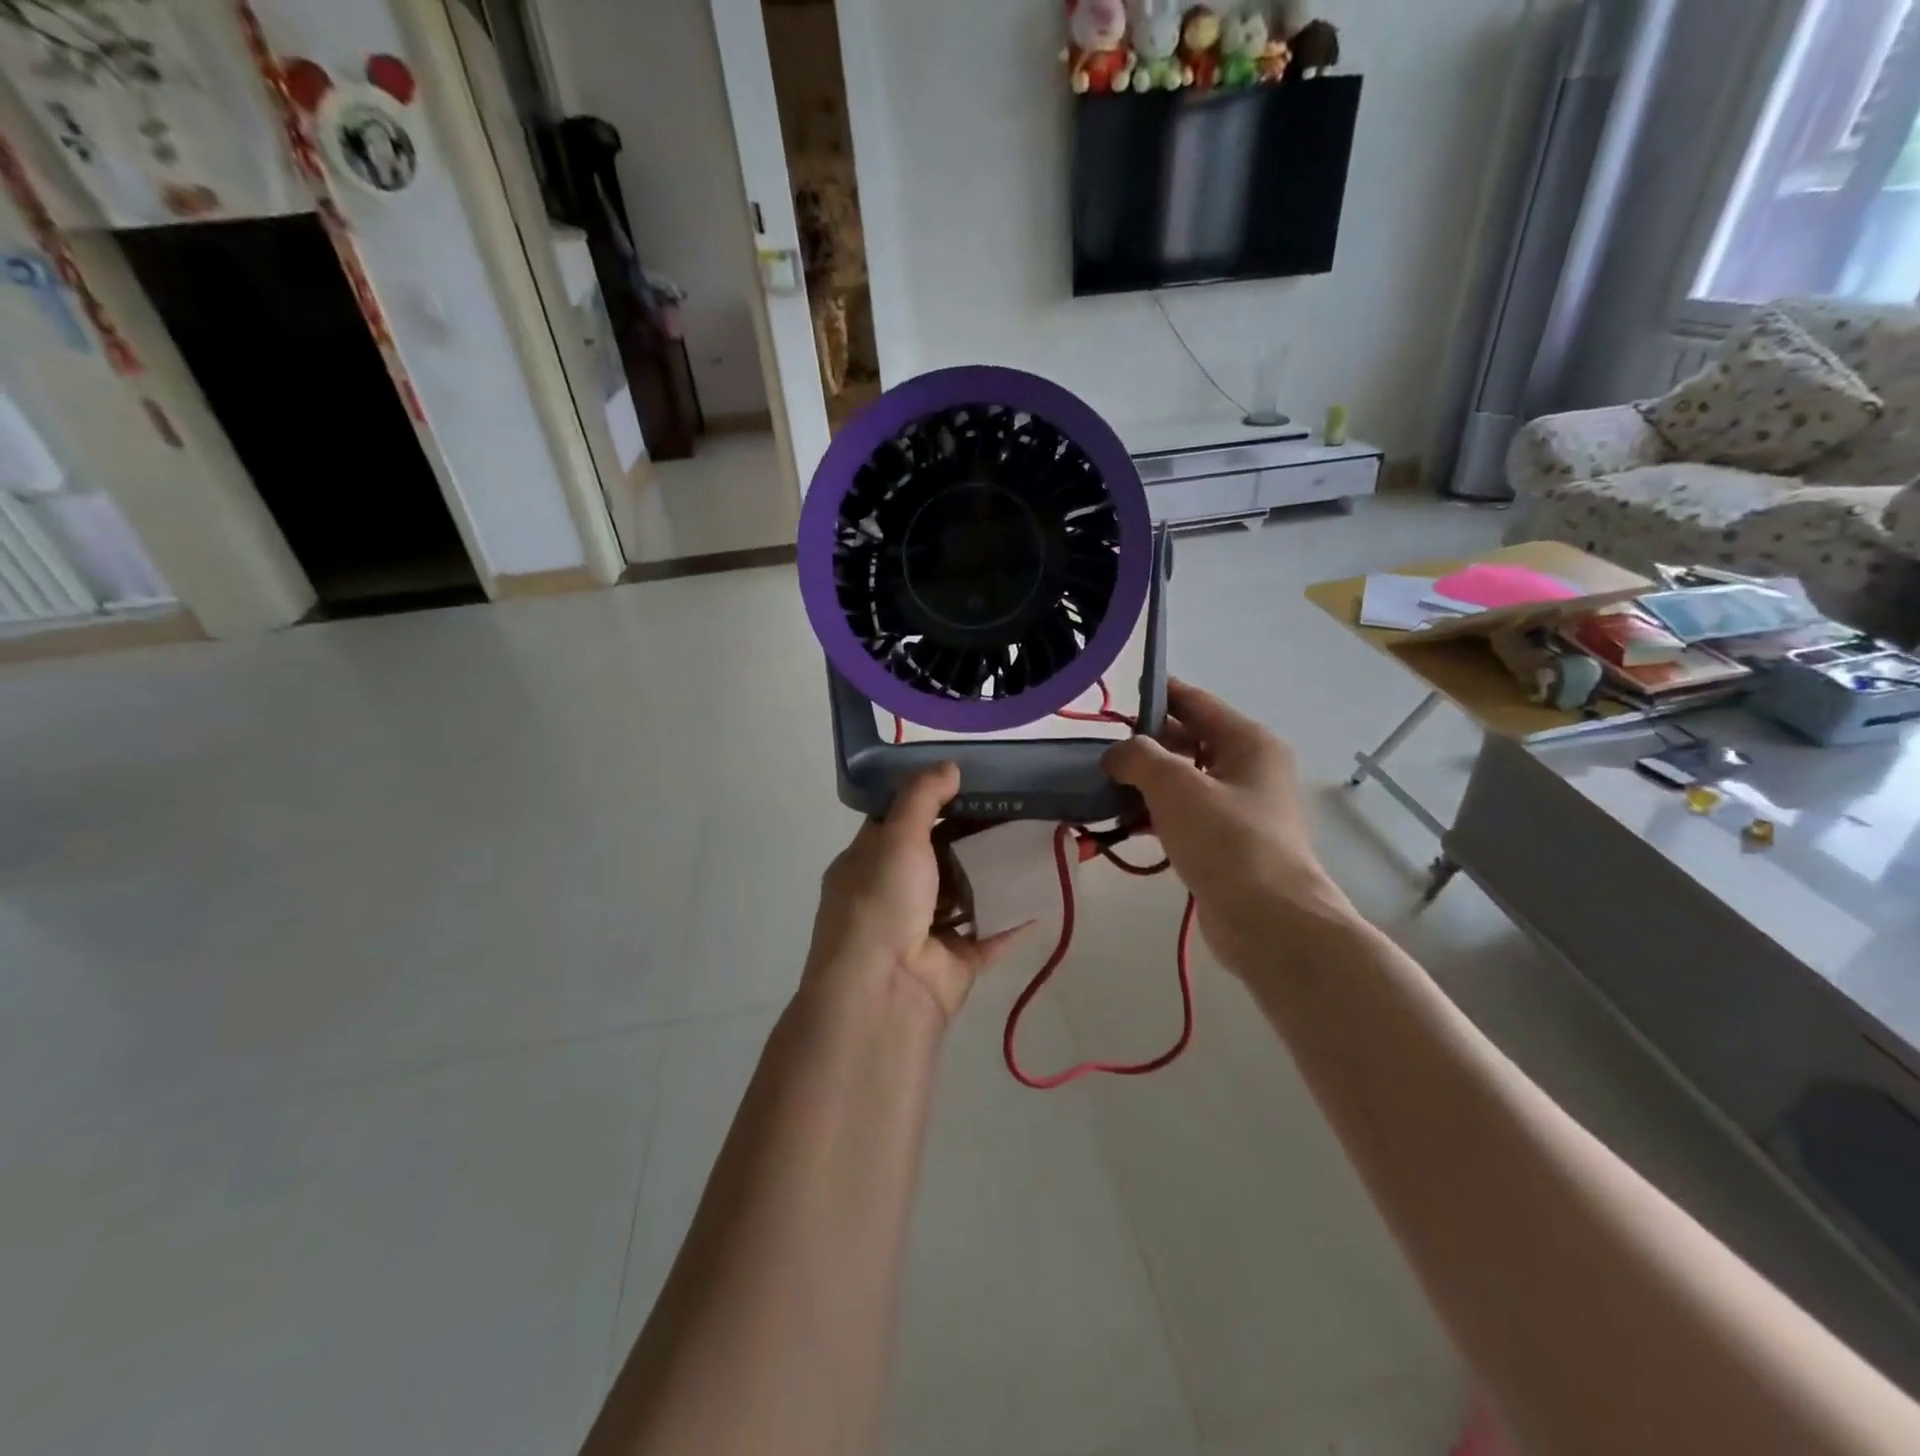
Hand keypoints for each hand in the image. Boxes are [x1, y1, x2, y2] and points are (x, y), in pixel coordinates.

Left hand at [803, 763, 1028, 1024]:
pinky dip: (1015, 916)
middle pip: (938, 857)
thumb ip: (922, 797)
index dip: (930, 802)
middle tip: (1014, 809)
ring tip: (1035, 842)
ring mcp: (925, 931)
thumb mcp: (895, 837)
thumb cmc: (881, 903)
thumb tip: (950, 766)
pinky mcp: (957, 961)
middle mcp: (894, 896)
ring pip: (967, 894)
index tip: (969, 783)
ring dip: (996, 874)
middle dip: (973, 836)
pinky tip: (1044, 891)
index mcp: (867, 864)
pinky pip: (991, 933)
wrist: (883, 992)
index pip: (898, 824)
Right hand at [1104, 679, 1352, 973]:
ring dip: (1142, 785)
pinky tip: (1119, 826)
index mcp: (1247, 741)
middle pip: (1187, 741)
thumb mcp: (1175, 786)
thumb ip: (1138, 757)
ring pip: (1181, 782)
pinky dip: (1152, 816)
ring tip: (1098, 790)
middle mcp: (1247, 768)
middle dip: (1142, 746)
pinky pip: (1182, 816)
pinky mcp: (1225, 843)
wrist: (1268, 920)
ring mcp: (1238, 808)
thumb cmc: (1226, 840)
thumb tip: (1117, 755)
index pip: (1194, 702)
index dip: (1155, 694)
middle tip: (1096, 751)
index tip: (1112, 697)